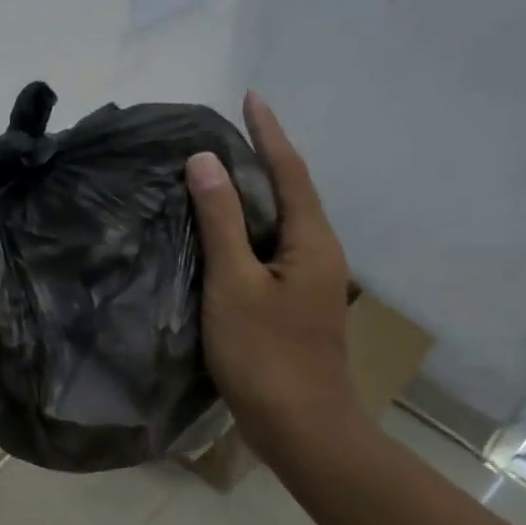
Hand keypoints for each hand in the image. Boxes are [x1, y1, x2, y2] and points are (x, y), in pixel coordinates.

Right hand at [186, 92, 362, 467]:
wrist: (301, 428)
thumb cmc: (266, 355)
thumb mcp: (234, 284)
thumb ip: (221, 222)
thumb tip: (205, 161)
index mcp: (312, 241)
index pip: (289, 171)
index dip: (269, 132)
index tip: (250, 97)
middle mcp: (320, 253)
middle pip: (292, 193)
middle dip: (264, 157)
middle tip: (227, 132)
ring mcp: (311, 282)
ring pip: (282, 223)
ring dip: (256, 194)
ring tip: (219, 174)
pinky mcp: (296, 304)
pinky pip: (273, 249)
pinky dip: (250, 229)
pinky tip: (225, 234)